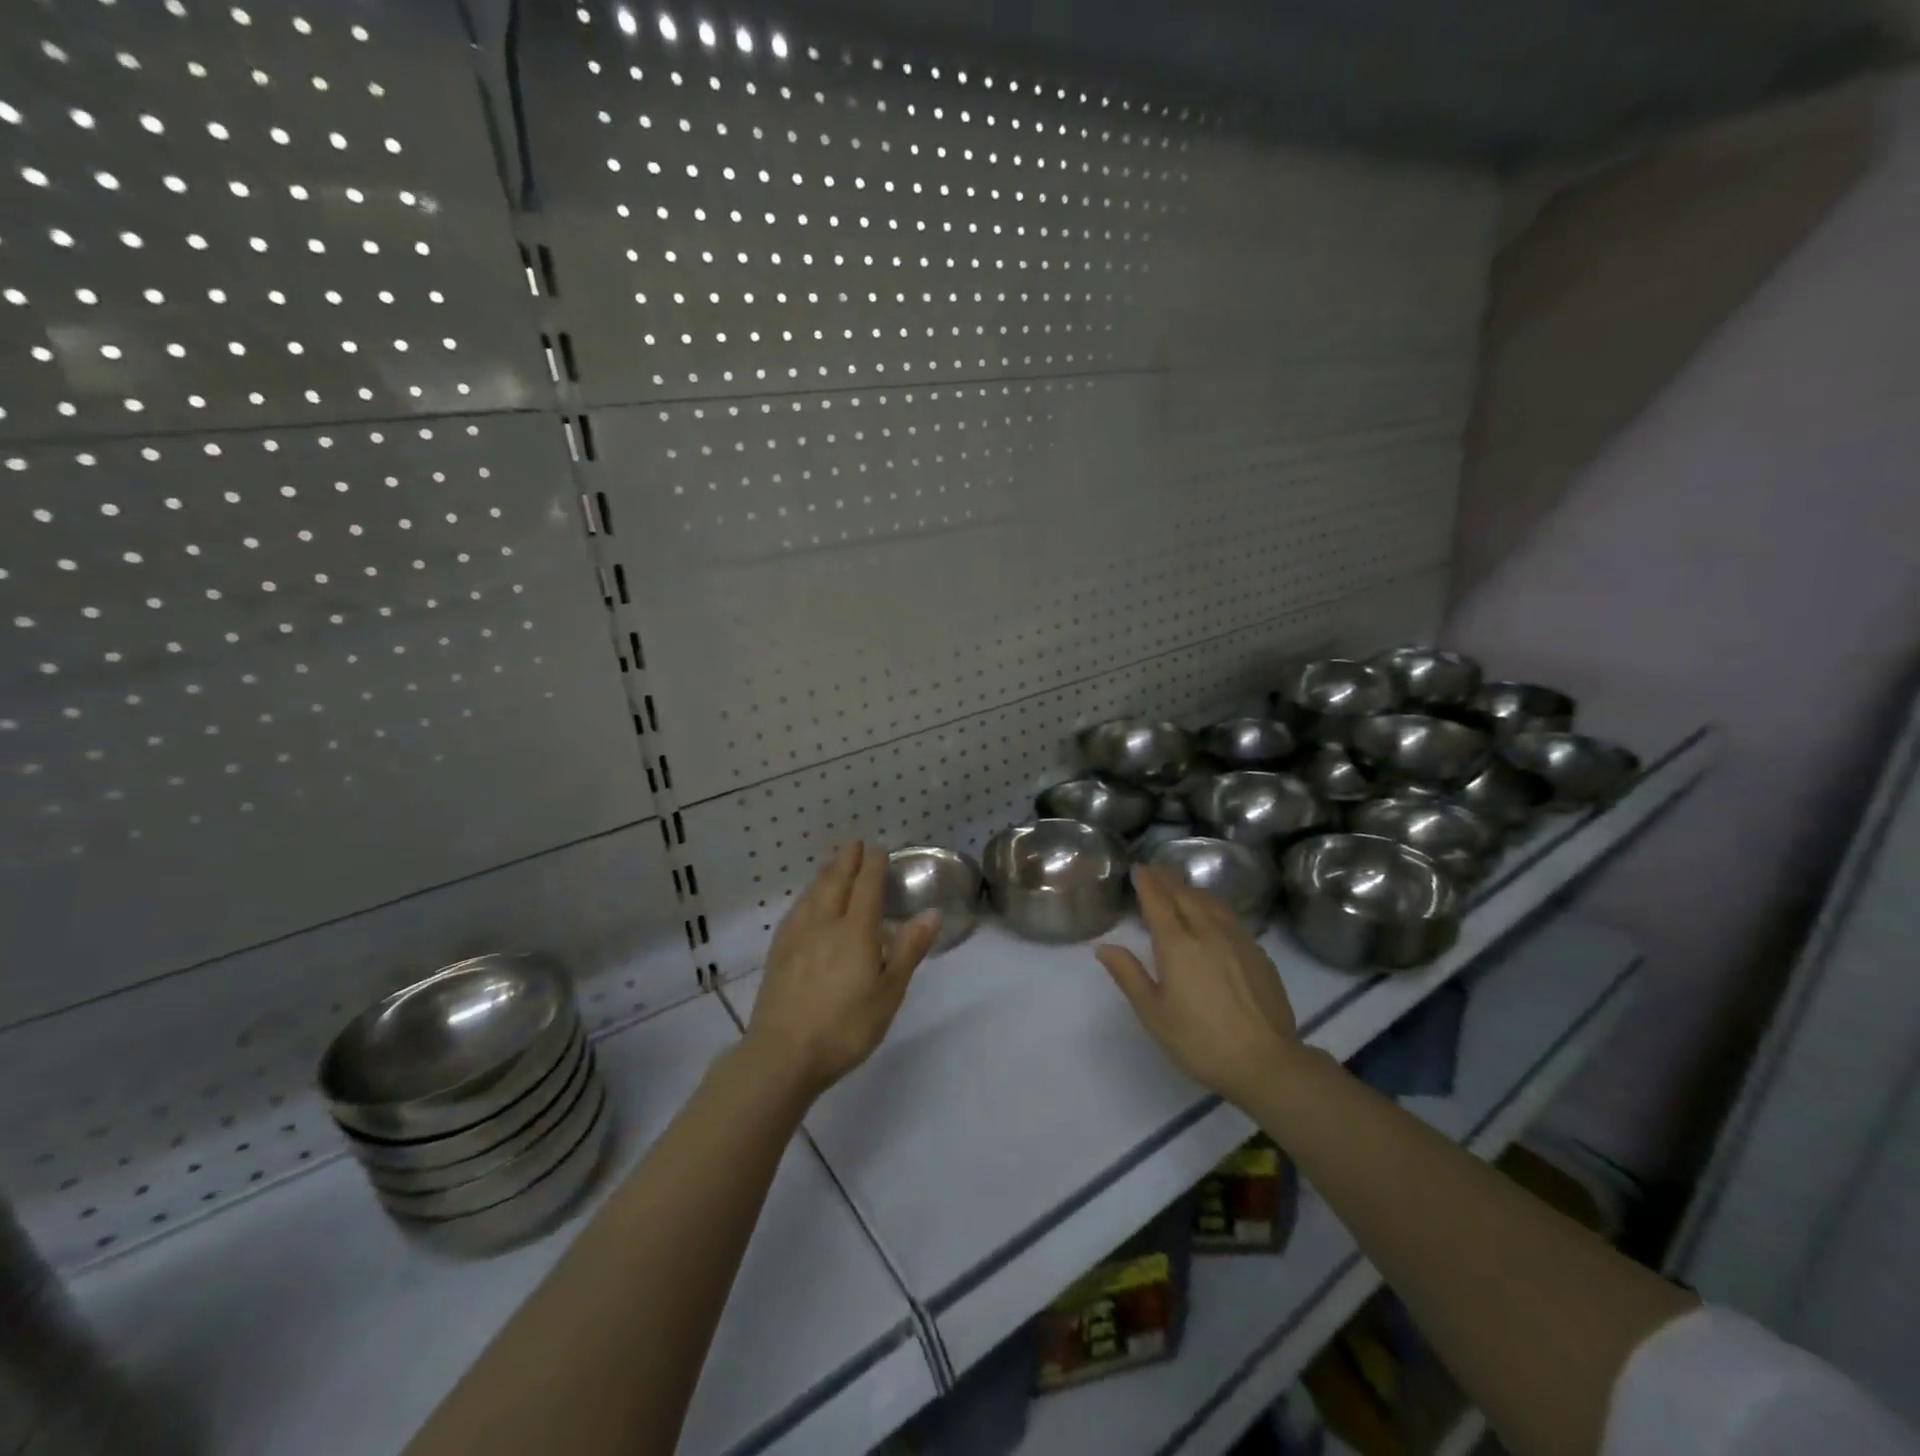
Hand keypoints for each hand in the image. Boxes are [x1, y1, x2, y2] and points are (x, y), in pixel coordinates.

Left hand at [744, 842, 938, 1098]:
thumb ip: (908, 950)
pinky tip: (805, 902)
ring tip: (832, 863)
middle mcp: (824, 924)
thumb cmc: (845, 1027)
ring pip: (813, 893)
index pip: (866, 886)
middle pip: (835, 882)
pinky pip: (796, 910)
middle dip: (847, 860)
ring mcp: (797, 936)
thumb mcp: (889, 993)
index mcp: (855, 931)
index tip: (878, 848)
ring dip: (825, 873)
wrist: (783, 1054)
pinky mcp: (778, 952)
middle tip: (854, 843)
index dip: (873, 865)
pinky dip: (806, 895)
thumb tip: (931, 913)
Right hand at [1095, 865, 1301, 1107]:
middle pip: (1185, 895)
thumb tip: (1104, 947)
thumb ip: (1129, 975)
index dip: (1147, 882)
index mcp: (1177, 944)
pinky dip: (1214, 907)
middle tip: (1156, 870)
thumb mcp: (1154, 1014)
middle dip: (1168, 879)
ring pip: (1211, 902)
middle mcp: (1207, 931)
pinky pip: (1230, 918)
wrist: (1267, 1062)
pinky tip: (1214, 918)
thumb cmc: (1200, 1041)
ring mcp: (1237, 940)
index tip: (1138, 869)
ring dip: (1192, 890)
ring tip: (1182, 887)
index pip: (1158, 901)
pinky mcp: (1258, 953)